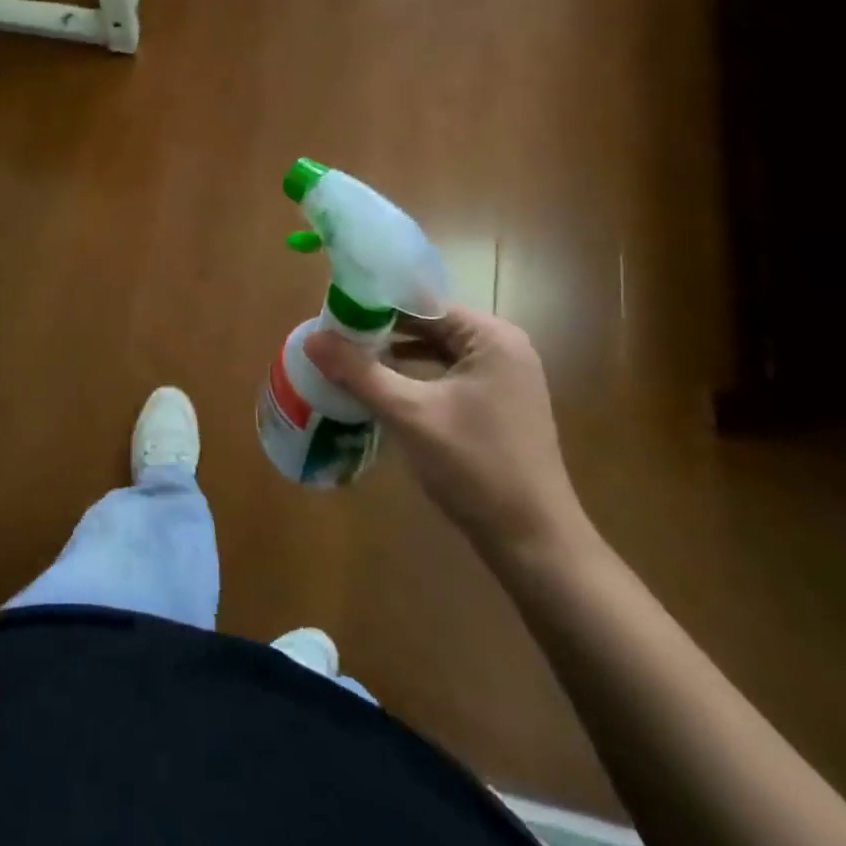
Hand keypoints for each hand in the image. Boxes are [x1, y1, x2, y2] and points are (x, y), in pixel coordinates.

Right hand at [306, 309, 589, 561]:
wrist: (533, 541)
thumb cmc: (474, 466)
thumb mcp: (409, 414)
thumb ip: (359, 372)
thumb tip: (312, 339)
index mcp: (491, 337)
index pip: (422, 303)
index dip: (375, 306)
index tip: (333, 314)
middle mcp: (503, 347)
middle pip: (430, 325)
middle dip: (382, 331)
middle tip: (334, 337)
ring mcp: (505, 378)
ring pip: (437, 351)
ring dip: (396, 354)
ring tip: (349, 358)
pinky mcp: (499, 405)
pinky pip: (448, 374)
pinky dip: (416, 376)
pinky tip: (382, 388)